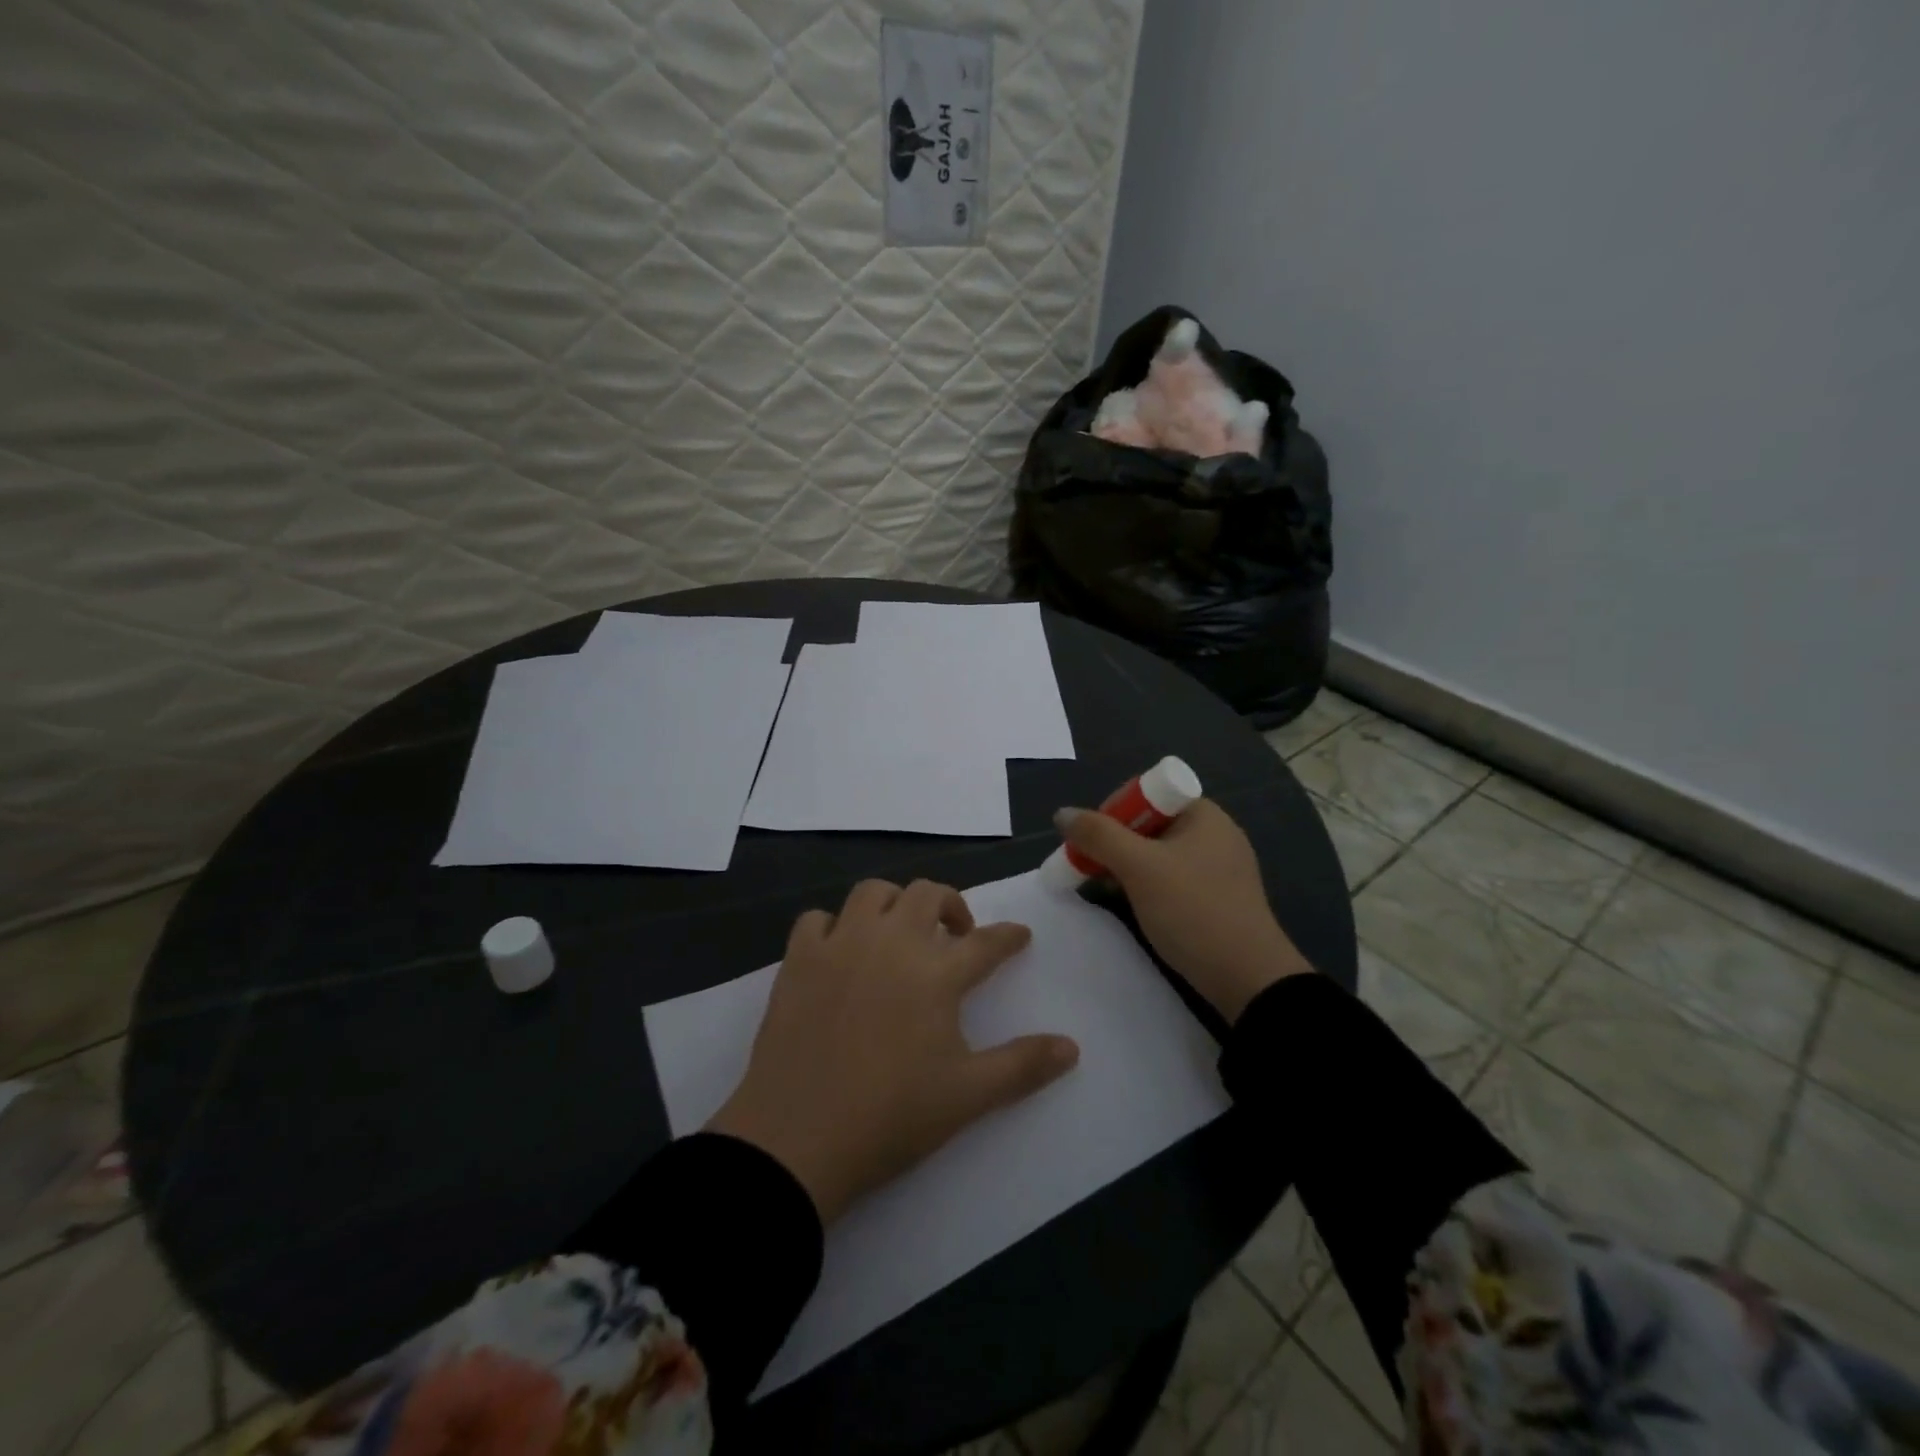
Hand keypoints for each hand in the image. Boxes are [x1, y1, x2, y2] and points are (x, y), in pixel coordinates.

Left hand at [707, 879, 1080, 1222]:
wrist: (797, 1139)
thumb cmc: (891, 1117)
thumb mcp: (968, 1096)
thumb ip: (1023, 1065)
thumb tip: (1072, 1047)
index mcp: (935, 973)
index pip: (986, 942)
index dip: (1009, 936)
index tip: (1020, 935)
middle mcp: (890, 943)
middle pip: (927, 895)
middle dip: (951, 904)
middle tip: (957, 934)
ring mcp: (840, 945)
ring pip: (872, 893)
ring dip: (894, 902)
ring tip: (900, 931)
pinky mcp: (798, 959)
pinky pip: (817, 919)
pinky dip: (833, 925)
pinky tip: (840, 950)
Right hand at [1057, 799, 1313, 1020]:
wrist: (1249, 979)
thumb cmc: (1193, 911)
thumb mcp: (1139, 868)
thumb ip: (1098, 836)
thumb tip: (1062, 813)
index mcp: (1202, 814)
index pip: (1144, 794)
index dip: (1111, 813)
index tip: (1089, 843)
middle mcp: (1213, 833)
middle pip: (1148, 824)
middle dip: (1113, 843)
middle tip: (1087, 868)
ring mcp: (1217, 867)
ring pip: (1156, 854)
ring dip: (1125, 867)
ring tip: (1101, 888)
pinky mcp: (1216, 898)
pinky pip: (1170, 879)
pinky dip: (1145, 886)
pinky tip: (1130, 906)